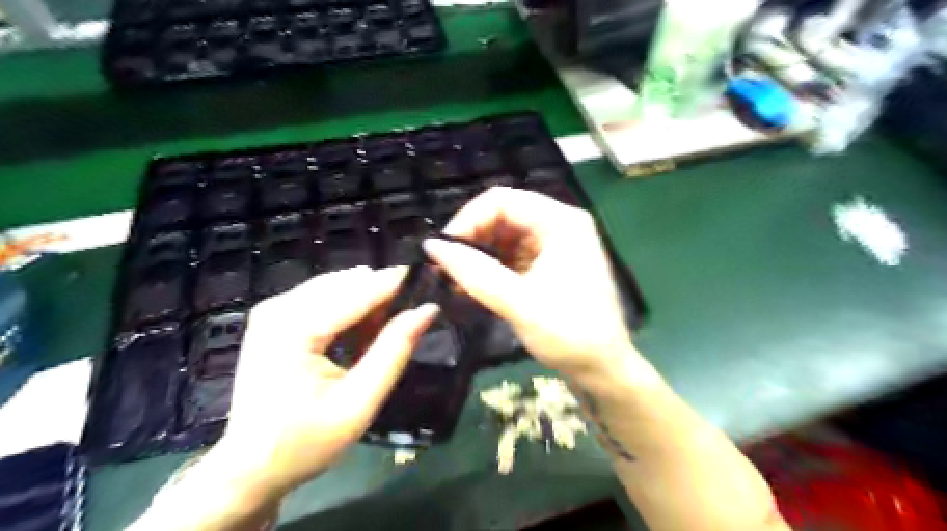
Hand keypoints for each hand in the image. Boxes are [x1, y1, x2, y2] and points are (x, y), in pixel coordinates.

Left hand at [211, 267, 437, 498]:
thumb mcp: (359, 402)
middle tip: (410, 317)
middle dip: (381, 294)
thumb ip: (394, 351)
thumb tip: (427, 310)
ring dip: (366, 301)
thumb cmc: (305, 442)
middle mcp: (278, 307)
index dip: (397, 283)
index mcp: (293, 329)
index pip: (357, 291)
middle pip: (346, 282)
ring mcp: (273, 309)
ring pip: (337, 285)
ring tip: (384, 332)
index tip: (431, 278)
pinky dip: (348, 309)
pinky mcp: (274, 316)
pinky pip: (323, 297)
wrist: (249, 467)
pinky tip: (360, 333)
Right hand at [428, 189, 638, 379]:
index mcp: (560, 222)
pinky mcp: (551, 263)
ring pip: (506, 235)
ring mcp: (557, 244)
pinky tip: (474, 284)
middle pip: (504, 215)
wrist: (603, 369)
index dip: (467, 219)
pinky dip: (492, 266)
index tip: (443, 249)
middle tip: (445, 266)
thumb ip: (473, 272)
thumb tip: (431, 247)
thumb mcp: (518, 303)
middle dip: (472, 237)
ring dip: (479, 253)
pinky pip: (514, 254)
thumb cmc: (569, 334)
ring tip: (455, 278)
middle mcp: (560, 224)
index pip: (502, 200)